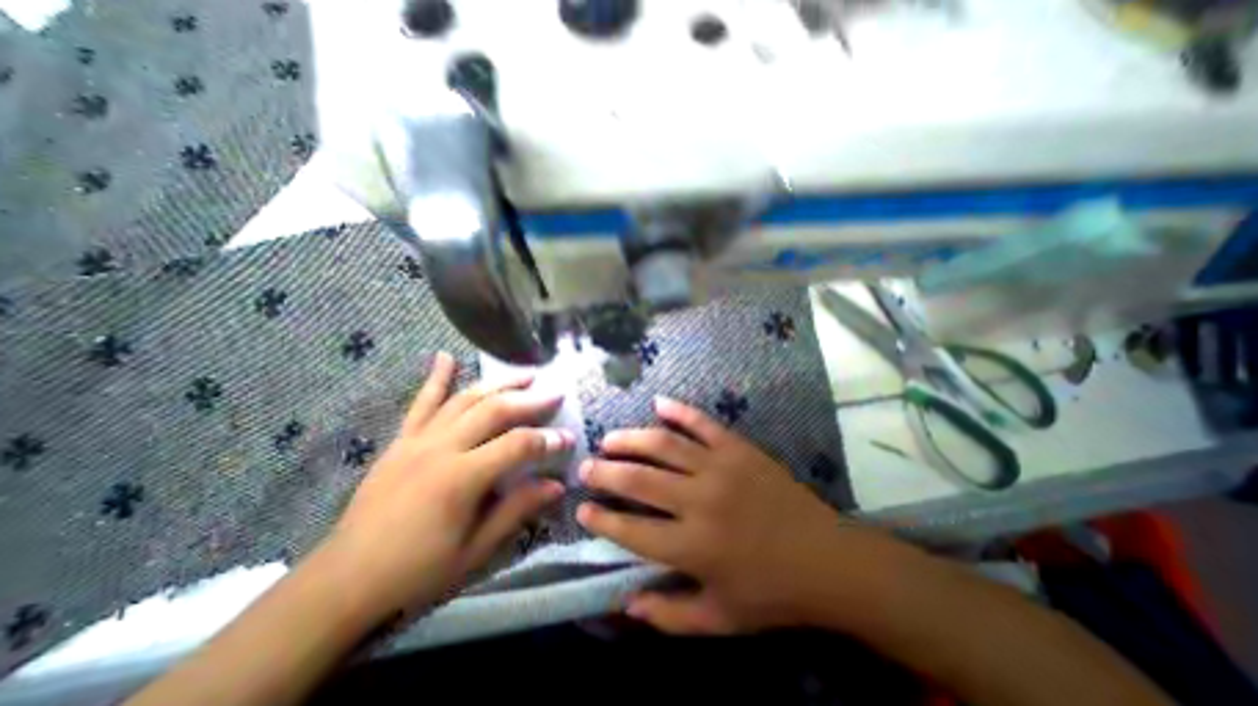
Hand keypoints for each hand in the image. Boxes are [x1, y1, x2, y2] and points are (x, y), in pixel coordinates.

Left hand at [313, 352, 571, 616]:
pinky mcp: (402, 440)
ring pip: (466, 399)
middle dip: (530, 400)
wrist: (344, 581)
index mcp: (462, 478)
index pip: (517, 446)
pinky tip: (445, 356)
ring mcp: (419, 440)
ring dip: (499, 383)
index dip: (547, 440)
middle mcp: (442, 448)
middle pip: (495, 411)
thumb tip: (557, 484)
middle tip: (556, 393)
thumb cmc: (416, 572)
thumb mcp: (475, 550)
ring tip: (526, 374)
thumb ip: (517, 510)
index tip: (569, 437)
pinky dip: (436, 378)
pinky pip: (422, 403)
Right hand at [575, 396, 921, 634]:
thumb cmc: (772, 593)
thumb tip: (625, 603)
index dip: (602, 520)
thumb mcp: (720, 619)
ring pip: (664, 445)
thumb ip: (669, 616)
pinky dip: (678, 410)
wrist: (828, 560)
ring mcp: (720, 468)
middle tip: (586, 467)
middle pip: (639, 480)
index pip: (631, 531)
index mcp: (693, 547)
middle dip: (605, 472)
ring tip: (609, 438)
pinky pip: (702, 423)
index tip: (583, 510)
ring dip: (631, 439)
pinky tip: (659, 403)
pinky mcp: (738, 449)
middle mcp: (700, 501)